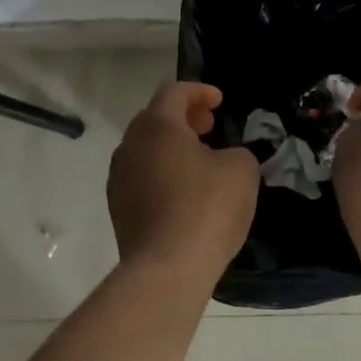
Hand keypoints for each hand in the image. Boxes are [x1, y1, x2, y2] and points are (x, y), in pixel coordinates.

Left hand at [107, 82, 259, 275]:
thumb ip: (237, 152)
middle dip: (184, 117)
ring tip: (201, 158)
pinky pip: (142, 177)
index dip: (199, 91)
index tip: (220, 101)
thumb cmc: (207, 207)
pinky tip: (185, 191)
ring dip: (172, 146)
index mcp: (157, 126)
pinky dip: (163, 172)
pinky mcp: (118, 209)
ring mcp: (119, 179)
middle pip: (155, 118)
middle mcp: (130, 146)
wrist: (166, 269)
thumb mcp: (241, 170)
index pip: (174, 92)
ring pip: (146, 149)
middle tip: (210, 125)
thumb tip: (225, 158)